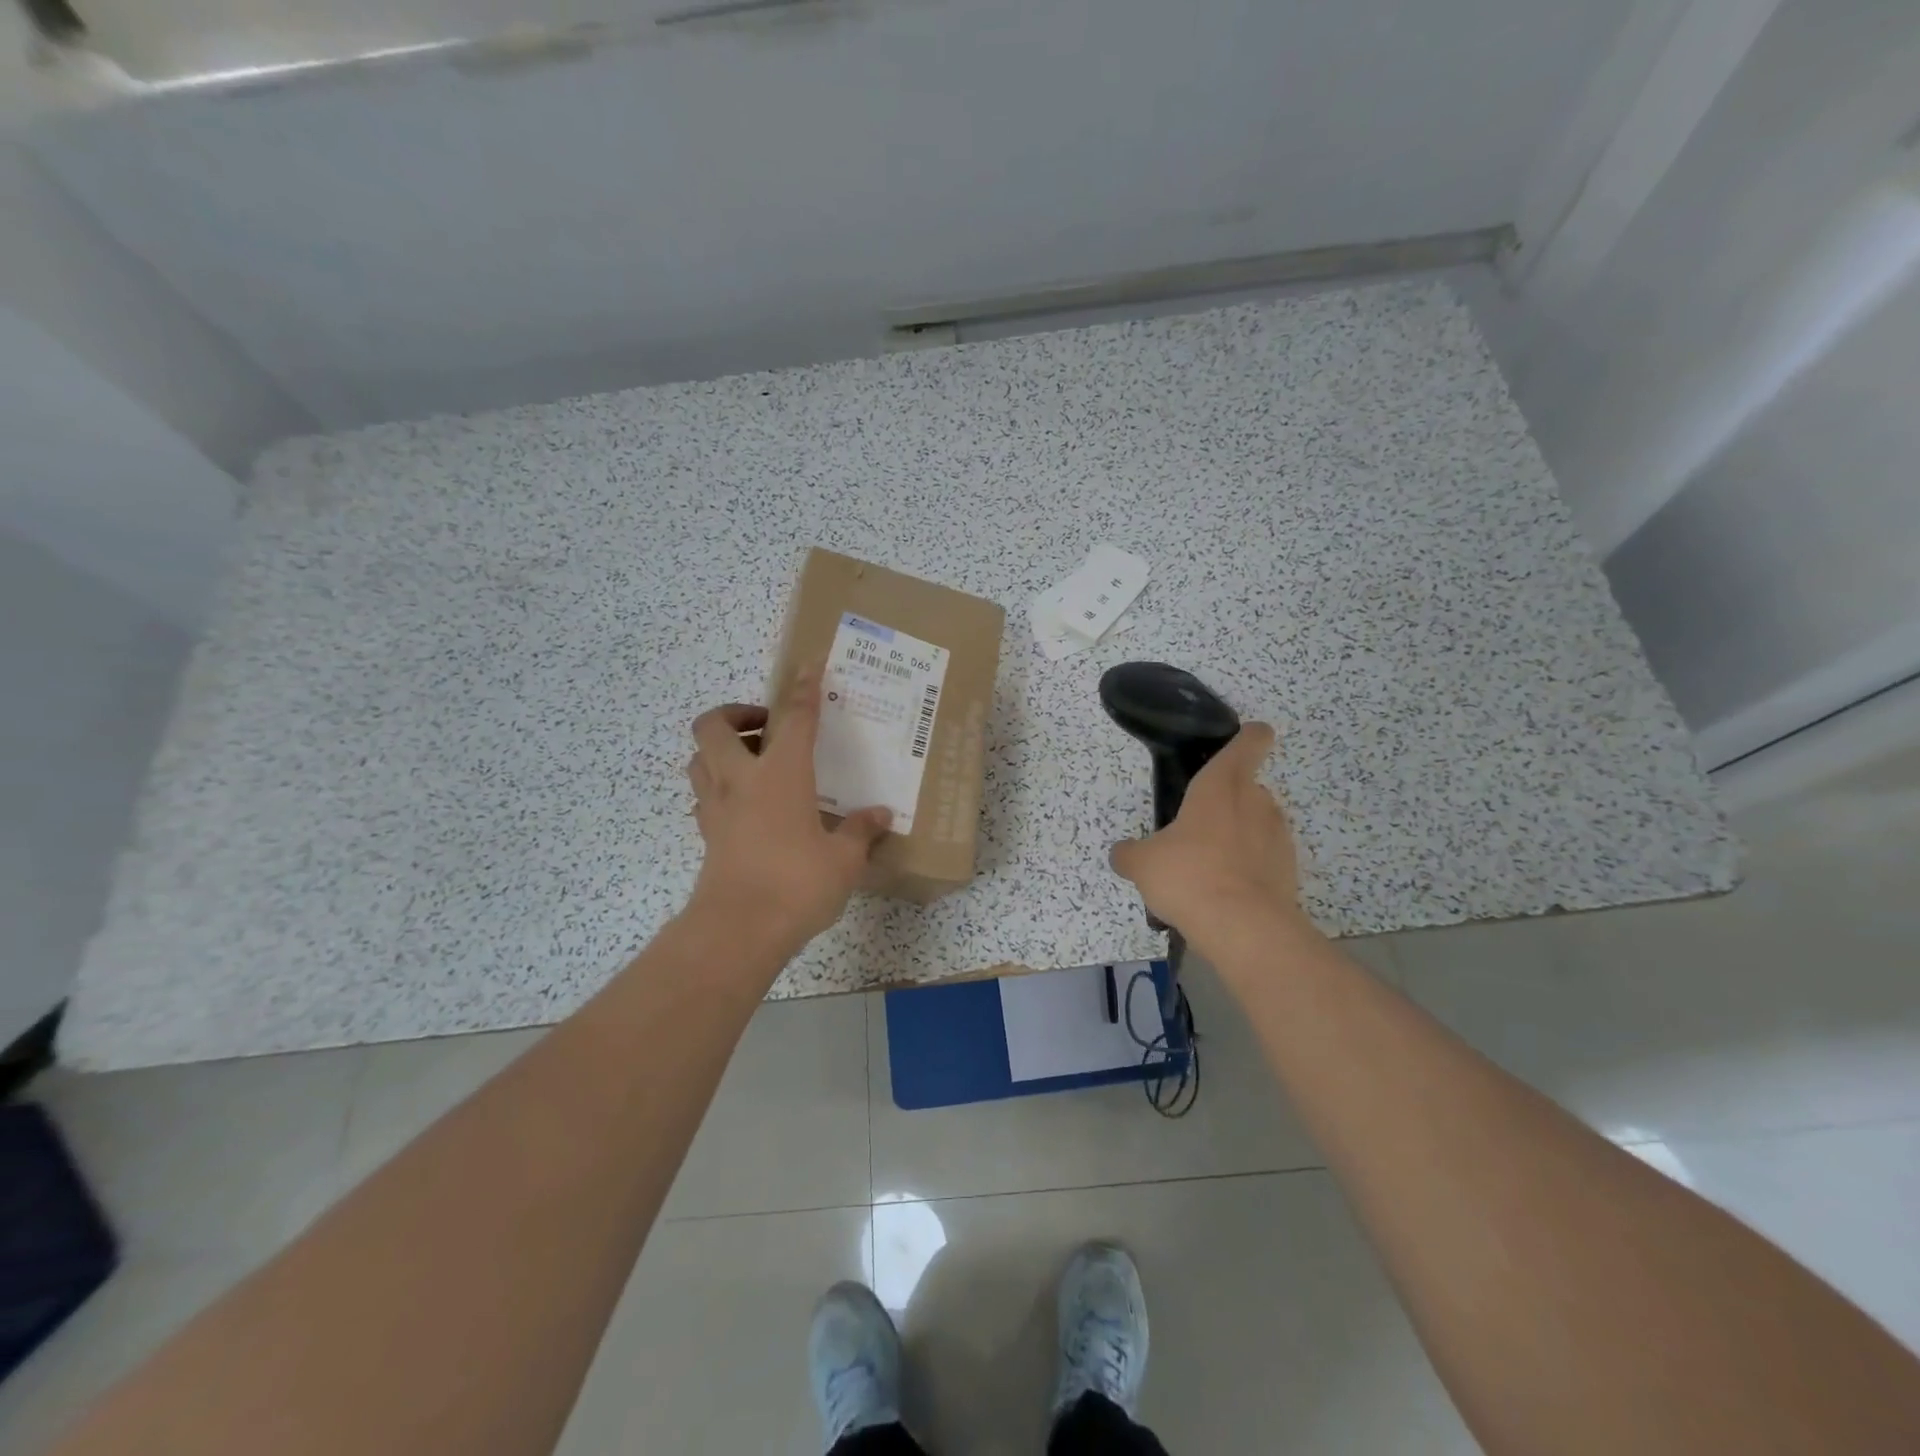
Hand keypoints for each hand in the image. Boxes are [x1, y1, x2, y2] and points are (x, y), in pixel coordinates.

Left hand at [684, 668, 891, 948]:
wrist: (738, 930)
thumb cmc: (797, 884)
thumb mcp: (843, 859)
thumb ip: (860, 831)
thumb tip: (880, 815)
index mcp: (781, 774)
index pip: (794, 718)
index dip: (803, 689)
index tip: (809, 665)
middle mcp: (741, 779)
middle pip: (714, 725)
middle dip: (735, 713)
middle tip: (766, 727)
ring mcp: (716, 807)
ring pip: (698, 757)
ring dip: (719, 748)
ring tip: (753, 761)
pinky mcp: (706, 835)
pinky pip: (703, 794)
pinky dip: (718, 785)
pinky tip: (747, 804)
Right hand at [1108, 723, 1315, 947]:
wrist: (1244, 928)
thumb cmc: (1189, 875)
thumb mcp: (1142, 864)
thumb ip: (1130, 854)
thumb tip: (1122, 854)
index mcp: (1220, 785)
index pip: (1248, 743)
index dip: (1249, 736)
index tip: (1244, 737)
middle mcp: (1256, 801)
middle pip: (1248, 787)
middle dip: (1227, 801)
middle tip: (1198, 825)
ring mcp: (1278, 836)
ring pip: (1258, 823)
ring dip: (1239, 835)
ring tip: (1209, 865)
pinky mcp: (1289, 870)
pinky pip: (1266, 857)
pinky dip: (1250, 866)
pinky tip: (1225, 891)